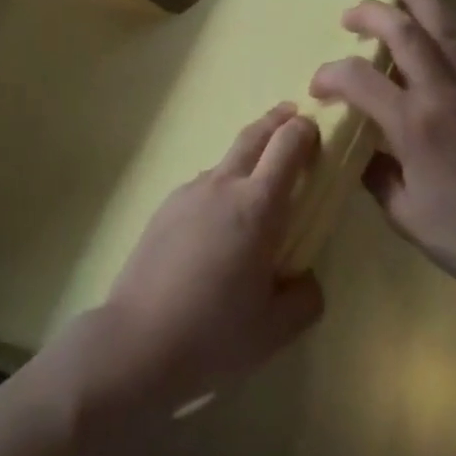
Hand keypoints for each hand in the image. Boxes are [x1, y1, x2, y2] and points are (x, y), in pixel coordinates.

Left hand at [91, 106, 325, 411]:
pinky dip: (221, 186)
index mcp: (257, 207)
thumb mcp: (276, 328)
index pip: (287, 147)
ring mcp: (188, 193)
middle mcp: (222, 186)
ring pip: (225, 161)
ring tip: (259, 178)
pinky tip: (220, 221)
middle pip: (253, 136)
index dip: (305, 131)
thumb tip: (305, 277)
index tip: (318, 129)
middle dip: (277, 120)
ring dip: (247, 156)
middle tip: (293, 115)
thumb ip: (304, 297)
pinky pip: (203, 186)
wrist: (137, 340)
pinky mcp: (165, 208)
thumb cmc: (214, 334)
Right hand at [310, 0, 455, 306]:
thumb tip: (360, 148)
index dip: (330, 74)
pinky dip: (445, 27)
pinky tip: (435, 24)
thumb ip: (375, 173)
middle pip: (405, 33)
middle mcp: (445, 95)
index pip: (359, 78)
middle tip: (350, 14)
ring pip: (445, 28)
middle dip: (372, 13)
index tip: (318, 87)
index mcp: (414, 126)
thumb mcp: (403, 214)